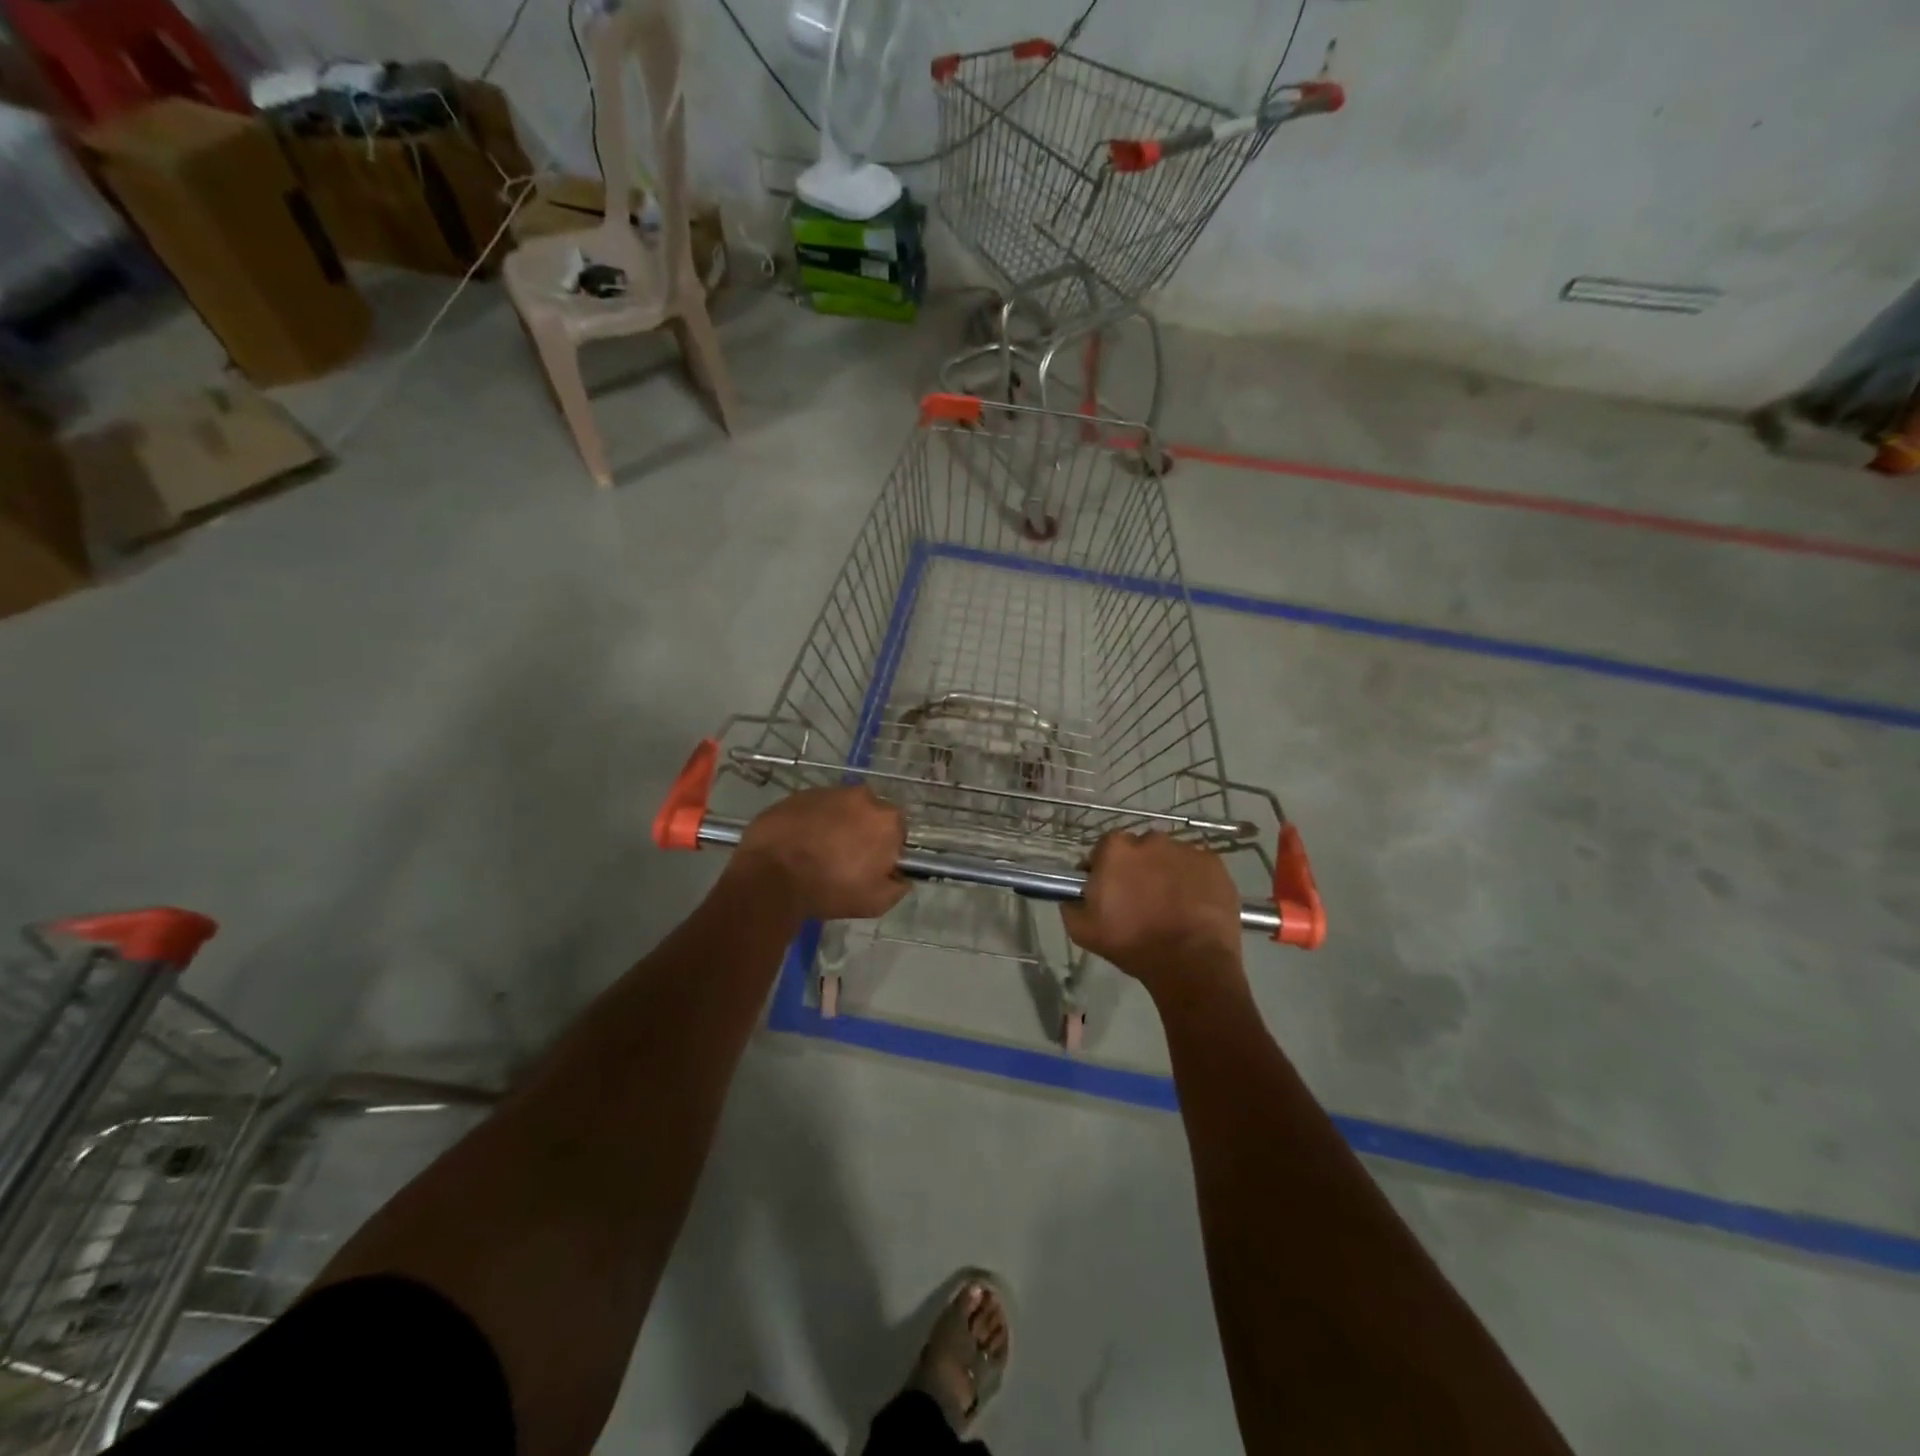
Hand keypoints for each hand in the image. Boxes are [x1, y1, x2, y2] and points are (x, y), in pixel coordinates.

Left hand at [733, 786, 909, 921]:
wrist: (771, 877)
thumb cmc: (829, 890)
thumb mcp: (875, 902)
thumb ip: (898, 886)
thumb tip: (900, 876)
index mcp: (886, 820)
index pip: (897, 831)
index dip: (886, 849)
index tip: (871, 866)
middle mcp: (862, 797)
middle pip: (869, 814)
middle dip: (861, 831)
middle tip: (844, 858)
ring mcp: (828, 792)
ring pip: (841, 808)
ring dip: (836, 824)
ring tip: (817, 851)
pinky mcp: (799, 794)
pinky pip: (814, 808)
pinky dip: (811, 821)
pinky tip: (798, 843)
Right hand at [1060, 831, 1245, 998]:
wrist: (1190, 962)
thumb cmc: (1132, 943)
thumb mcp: (1082, 930)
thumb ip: (1070, 904)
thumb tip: (1074, 895)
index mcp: (1116, 848)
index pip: (1104, 850)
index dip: (1105, 870)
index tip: (1108, 892)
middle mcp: (1151, 839)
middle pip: (1139, 850)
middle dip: (1138, 869)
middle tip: (1140, 900)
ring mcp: (1187, 850)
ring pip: (1170, 857)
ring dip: (1166, 874)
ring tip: (1171, 906)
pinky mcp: (1215, 864)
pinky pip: (1198, 868)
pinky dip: (1194, 881)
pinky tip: (1193, 907)